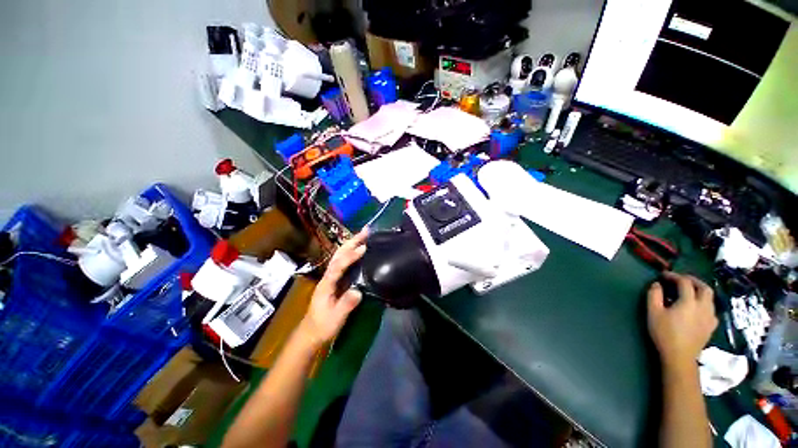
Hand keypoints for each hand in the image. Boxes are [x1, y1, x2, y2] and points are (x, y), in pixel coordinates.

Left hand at [300, 229, 367, 347]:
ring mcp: (329, 281)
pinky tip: (357, 255)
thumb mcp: (336, 318)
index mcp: (327, 284)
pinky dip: (349, 256)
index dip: (350, 256)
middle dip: (351, 242)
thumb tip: (359, 291)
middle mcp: (327, 279)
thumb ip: (346, 304)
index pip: (338, 266)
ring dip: (350, 246)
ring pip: (339, 259)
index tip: (363, 247)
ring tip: (363, 237)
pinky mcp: (333, 286)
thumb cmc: (323, 326)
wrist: (311, 334)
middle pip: (338, 256)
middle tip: (366, 231)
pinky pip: (342, 266)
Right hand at [647, 272, 717, 369]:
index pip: (683, 280)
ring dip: (702, 293)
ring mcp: (709, 315)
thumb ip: (654, 297)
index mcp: (689, 298)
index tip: (665, 277)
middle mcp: (702, 303)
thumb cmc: (666, 338)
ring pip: (709, 298)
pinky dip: (708, 310)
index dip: (674, 276)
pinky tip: (703, 314)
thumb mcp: (654, 316)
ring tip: (695, 297)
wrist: (679, 361)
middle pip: (701, 285)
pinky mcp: (710, 328)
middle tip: (684, 283)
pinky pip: (712, 314)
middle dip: (693, 282)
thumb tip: (656, 284)